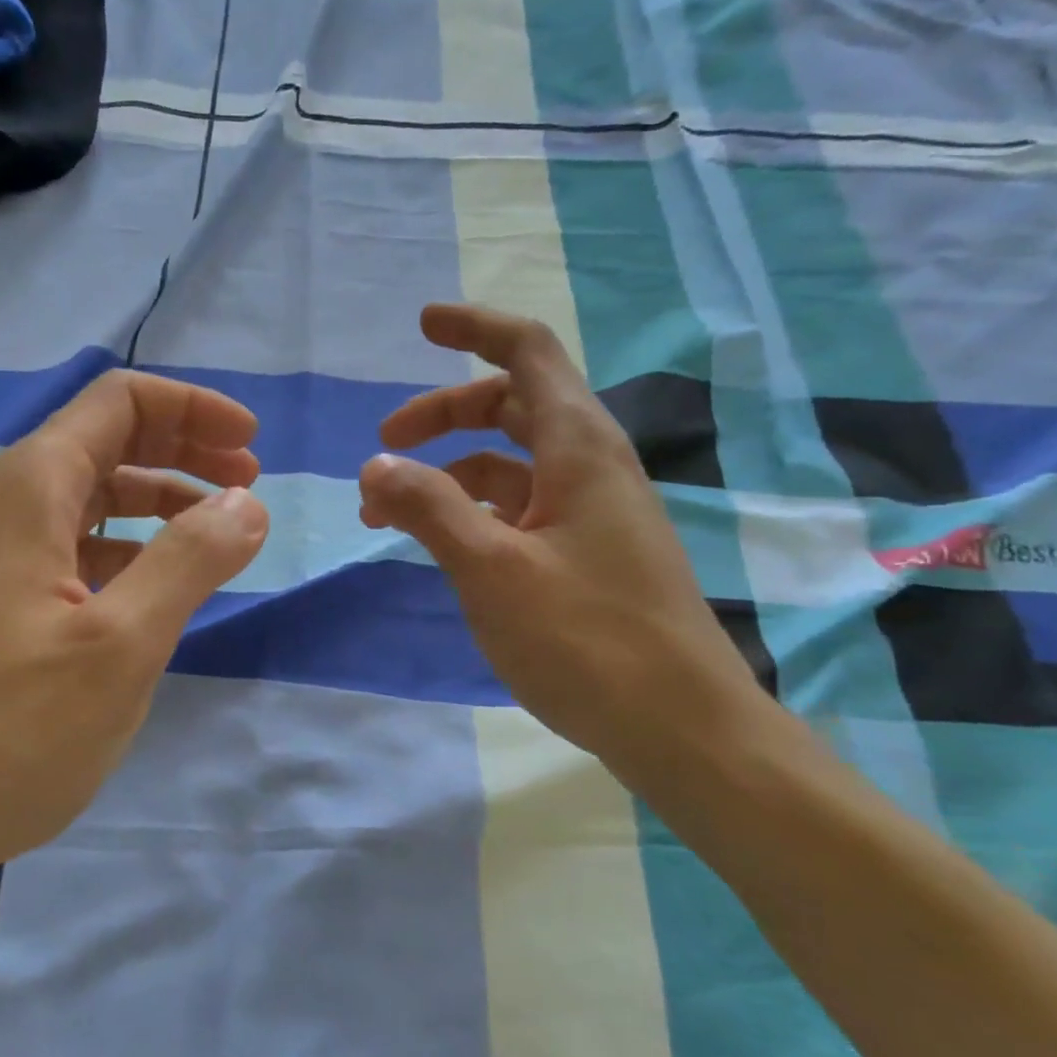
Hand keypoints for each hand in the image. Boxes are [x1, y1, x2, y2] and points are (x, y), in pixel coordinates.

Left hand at [0, 370, 269, 892]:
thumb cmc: (9, 733)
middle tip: (248, 485)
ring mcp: (2, 553)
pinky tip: (162, 583)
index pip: (121, 403)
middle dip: (186, 448)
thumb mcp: (120, 646)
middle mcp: (11, 504)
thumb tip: (246, 504)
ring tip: (220, 532)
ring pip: (96, 495)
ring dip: (163, 499)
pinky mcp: (2, 599)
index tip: (251, 447)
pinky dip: (133, 546)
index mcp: (33, 489)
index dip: (193, 410)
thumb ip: (189, 562)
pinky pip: (80, 546)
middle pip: (110, 440)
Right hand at [358, 304, 765, 769]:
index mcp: (578, 448)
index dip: (474, 329)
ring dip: (448, 471)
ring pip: (510, 463)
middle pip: (511, 405)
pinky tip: (441, 545)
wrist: (683, 730)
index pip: (527, 353)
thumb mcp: (492, 569)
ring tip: (387, 512)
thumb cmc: (588, 640)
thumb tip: (374, 465)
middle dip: (443, 413)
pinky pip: (520, 508)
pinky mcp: (586, 555)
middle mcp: (589, 467)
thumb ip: (428, 508)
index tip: (421, 326)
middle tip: (384, 443)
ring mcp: (590, 513)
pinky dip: (472, 511)